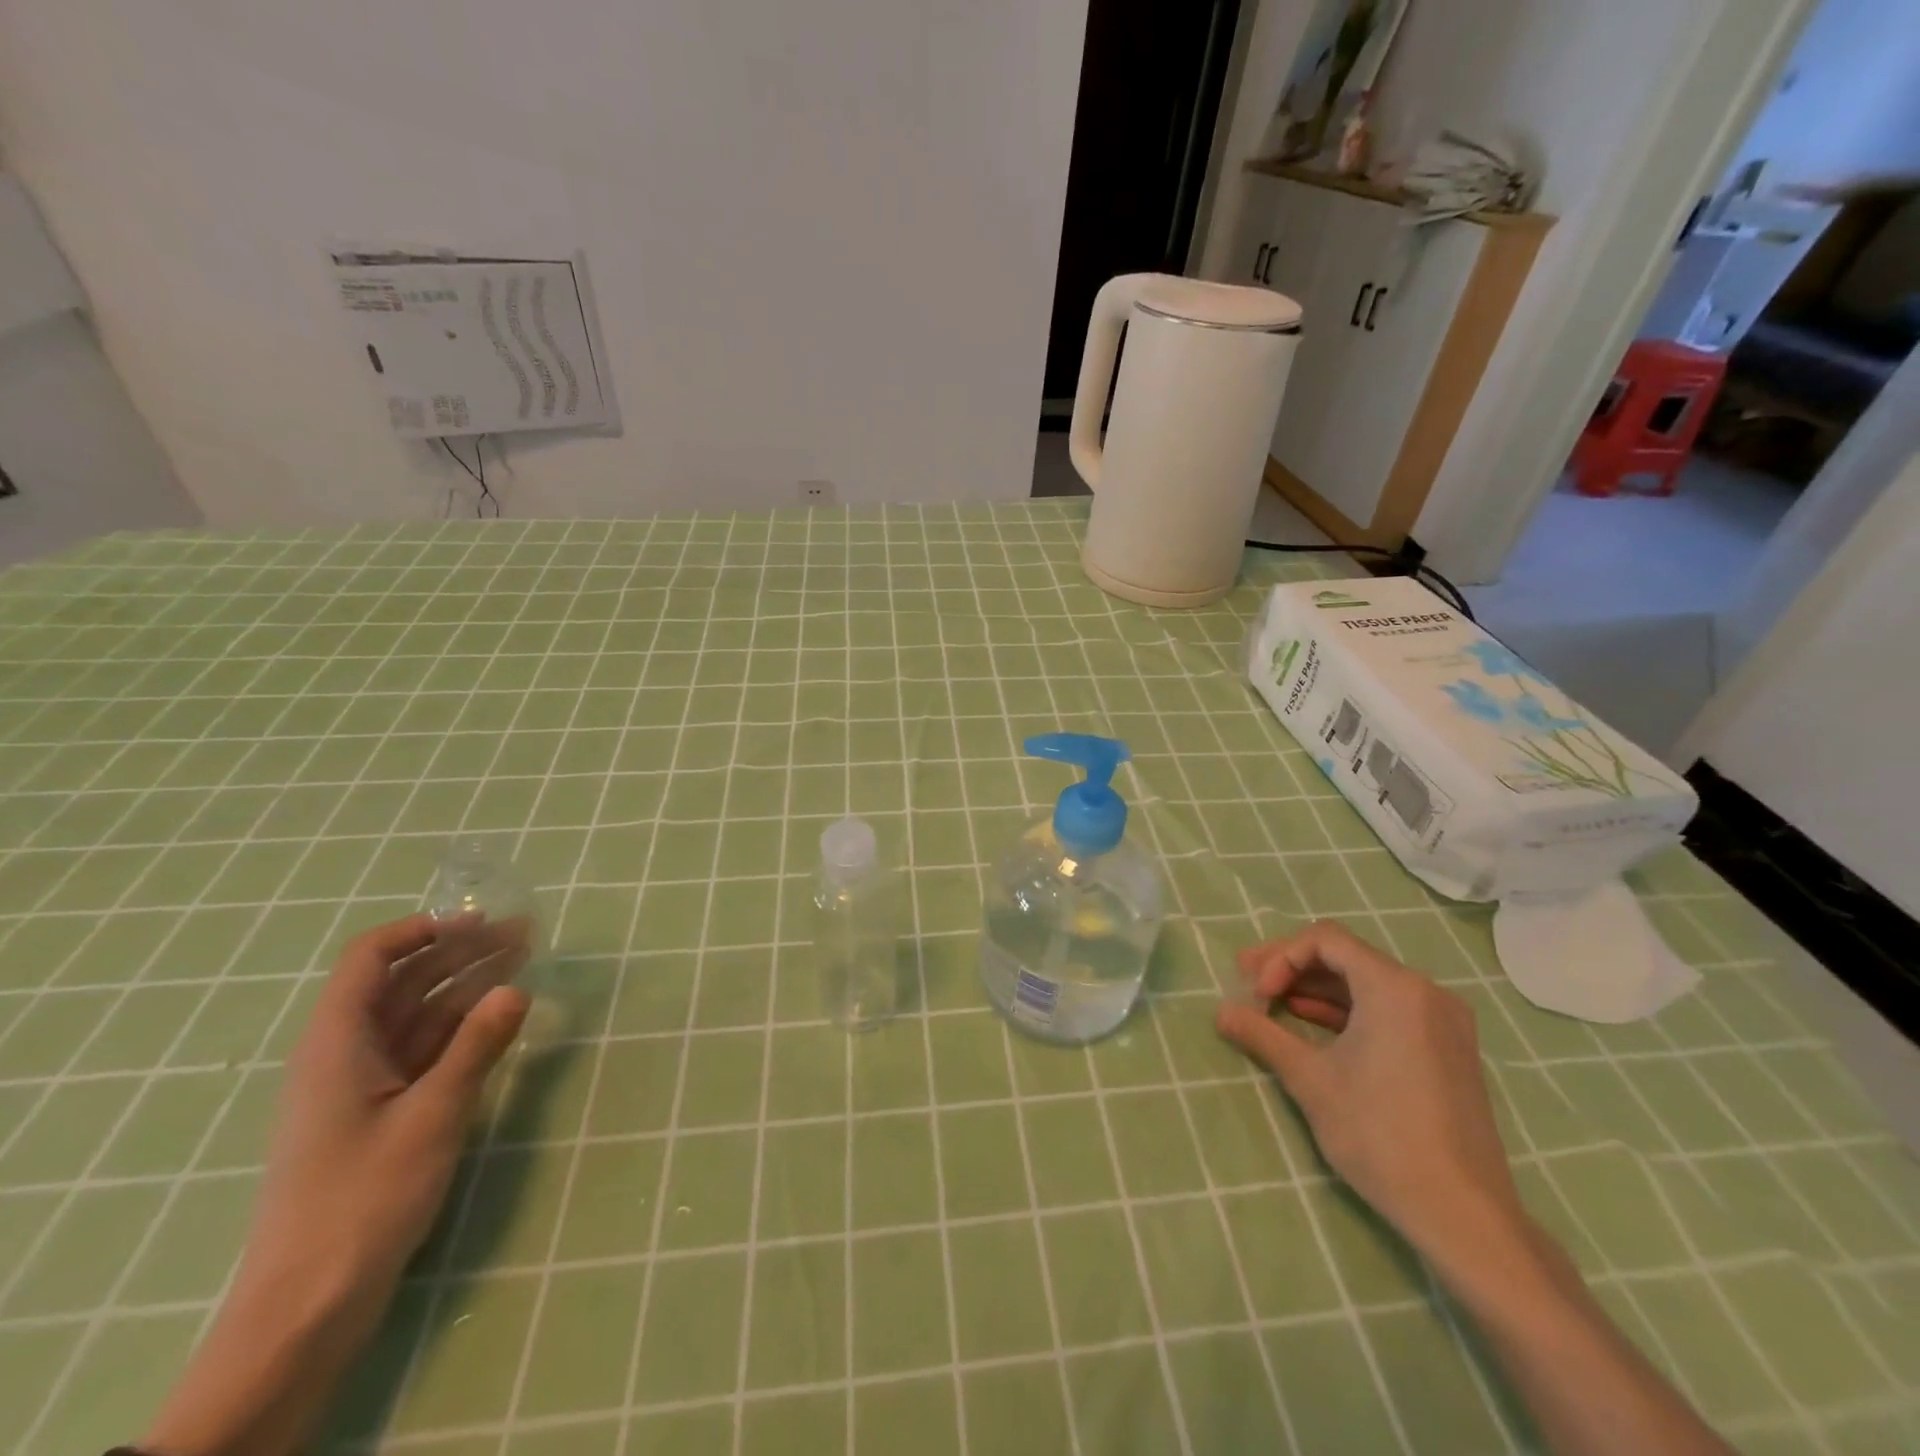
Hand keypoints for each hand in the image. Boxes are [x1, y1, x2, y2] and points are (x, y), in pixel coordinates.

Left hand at [145, 914, 529, 1455]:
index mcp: (337, 1043)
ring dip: (469, 985)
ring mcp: (364, 1085)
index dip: (421, 931)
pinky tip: (501, 1018)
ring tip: (525, 962)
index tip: (478, 922)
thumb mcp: (431, 1115)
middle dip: (462, 952)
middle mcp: (346, 1054)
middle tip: (526, 935)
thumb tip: (516, 988)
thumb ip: (476, 1046)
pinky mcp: (382, 1114)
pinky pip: (425, 1050)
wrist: (310, 1305)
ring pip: (419, 1015)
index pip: (370, 959)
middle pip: (403, 982)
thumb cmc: (363, 1199)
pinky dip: (464, 1027)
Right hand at [1215, 919, 1522, 1264]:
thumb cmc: (1380, 1134)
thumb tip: (1220, 1012)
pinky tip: (1313, 1025)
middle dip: (1292, 968)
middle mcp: (1425, 991)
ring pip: (1366, 983)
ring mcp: (1443, 1021)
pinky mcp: (1448, 1049)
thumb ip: (1262, 1035)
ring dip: (1316, 989)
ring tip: (1273, 1003)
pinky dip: (1347, 1011)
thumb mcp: (1310, 1080)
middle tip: (1249, 984)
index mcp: (1395, 987)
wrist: (1462, 1214)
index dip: (1280, 957)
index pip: (1325, 940)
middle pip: (1346, 957)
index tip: (1256, 993)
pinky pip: (1388, 1009)